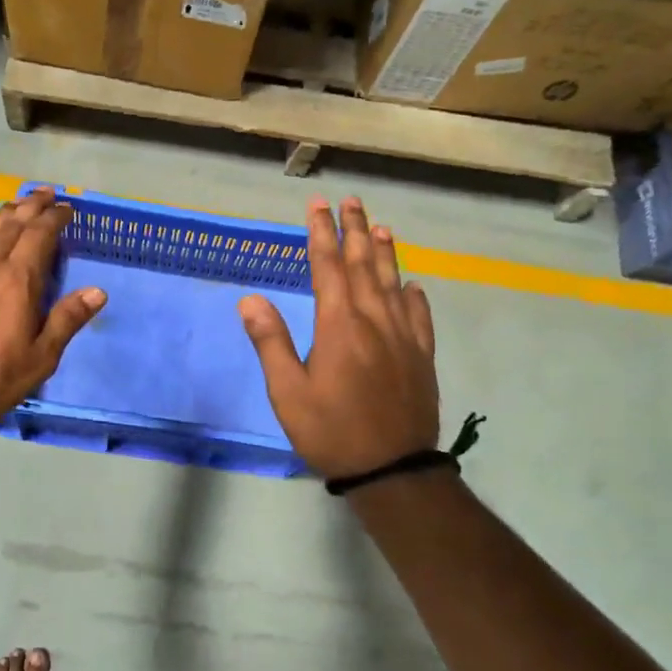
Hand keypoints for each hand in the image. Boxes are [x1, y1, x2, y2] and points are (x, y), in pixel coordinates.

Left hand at [0, 187, 104, 426]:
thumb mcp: (39, 358)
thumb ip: (67, 320)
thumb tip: (98, 291)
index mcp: (17, 280)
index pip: (40, 235)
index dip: (54, 218)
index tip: (67, 208)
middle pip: (11, 223)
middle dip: (31, 205)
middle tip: (45, 193)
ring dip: (4, 214)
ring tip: (16, 206)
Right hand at [239, 196, 439, 480]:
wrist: (392, 469)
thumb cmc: (331, 431)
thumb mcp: (288, 392)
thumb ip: (271, 342)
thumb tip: (250, 299)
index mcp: (339, 325)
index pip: (328, 267)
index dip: (321, 233)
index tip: (318, 205)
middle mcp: (374, 320)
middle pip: (364, 265)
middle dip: (355, 230)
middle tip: (352, 201)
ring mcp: (403, 337)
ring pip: (394, 283)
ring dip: (385, 253)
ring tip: (380, 227)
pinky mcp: (421, 357)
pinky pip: (419, 316)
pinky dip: (413, 295)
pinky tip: (412, 285)